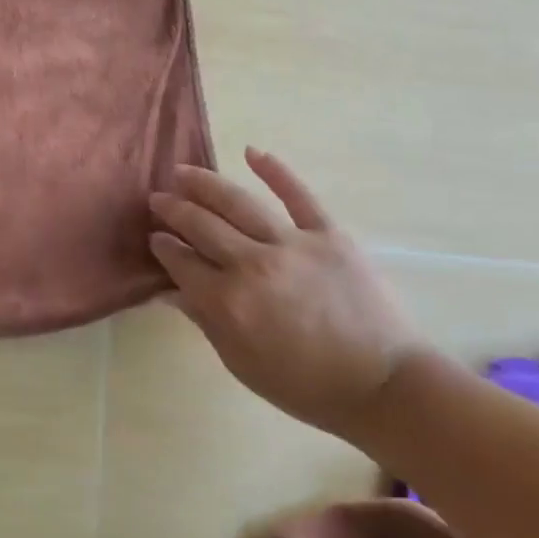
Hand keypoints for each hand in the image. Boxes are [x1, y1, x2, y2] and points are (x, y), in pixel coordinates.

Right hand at [149, 149, 421, 441]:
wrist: (383, 386)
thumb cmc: (305, 386)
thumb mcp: (242, 364)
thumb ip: (204, 321)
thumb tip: (168, 290)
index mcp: (228, 302)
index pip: (182, 263)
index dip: (164, 248)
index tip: (155, 238)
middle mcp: (253, 265)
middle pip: (202, 226)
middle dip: (174, 210)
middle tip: (158, 199)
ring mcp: (292, 244)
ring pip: (238, 203)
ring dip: (205, 184)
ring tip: (182, 171)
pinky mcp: (329, 234)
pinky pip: (299, 195)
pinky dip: (275, 171)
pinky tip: (251, 152)